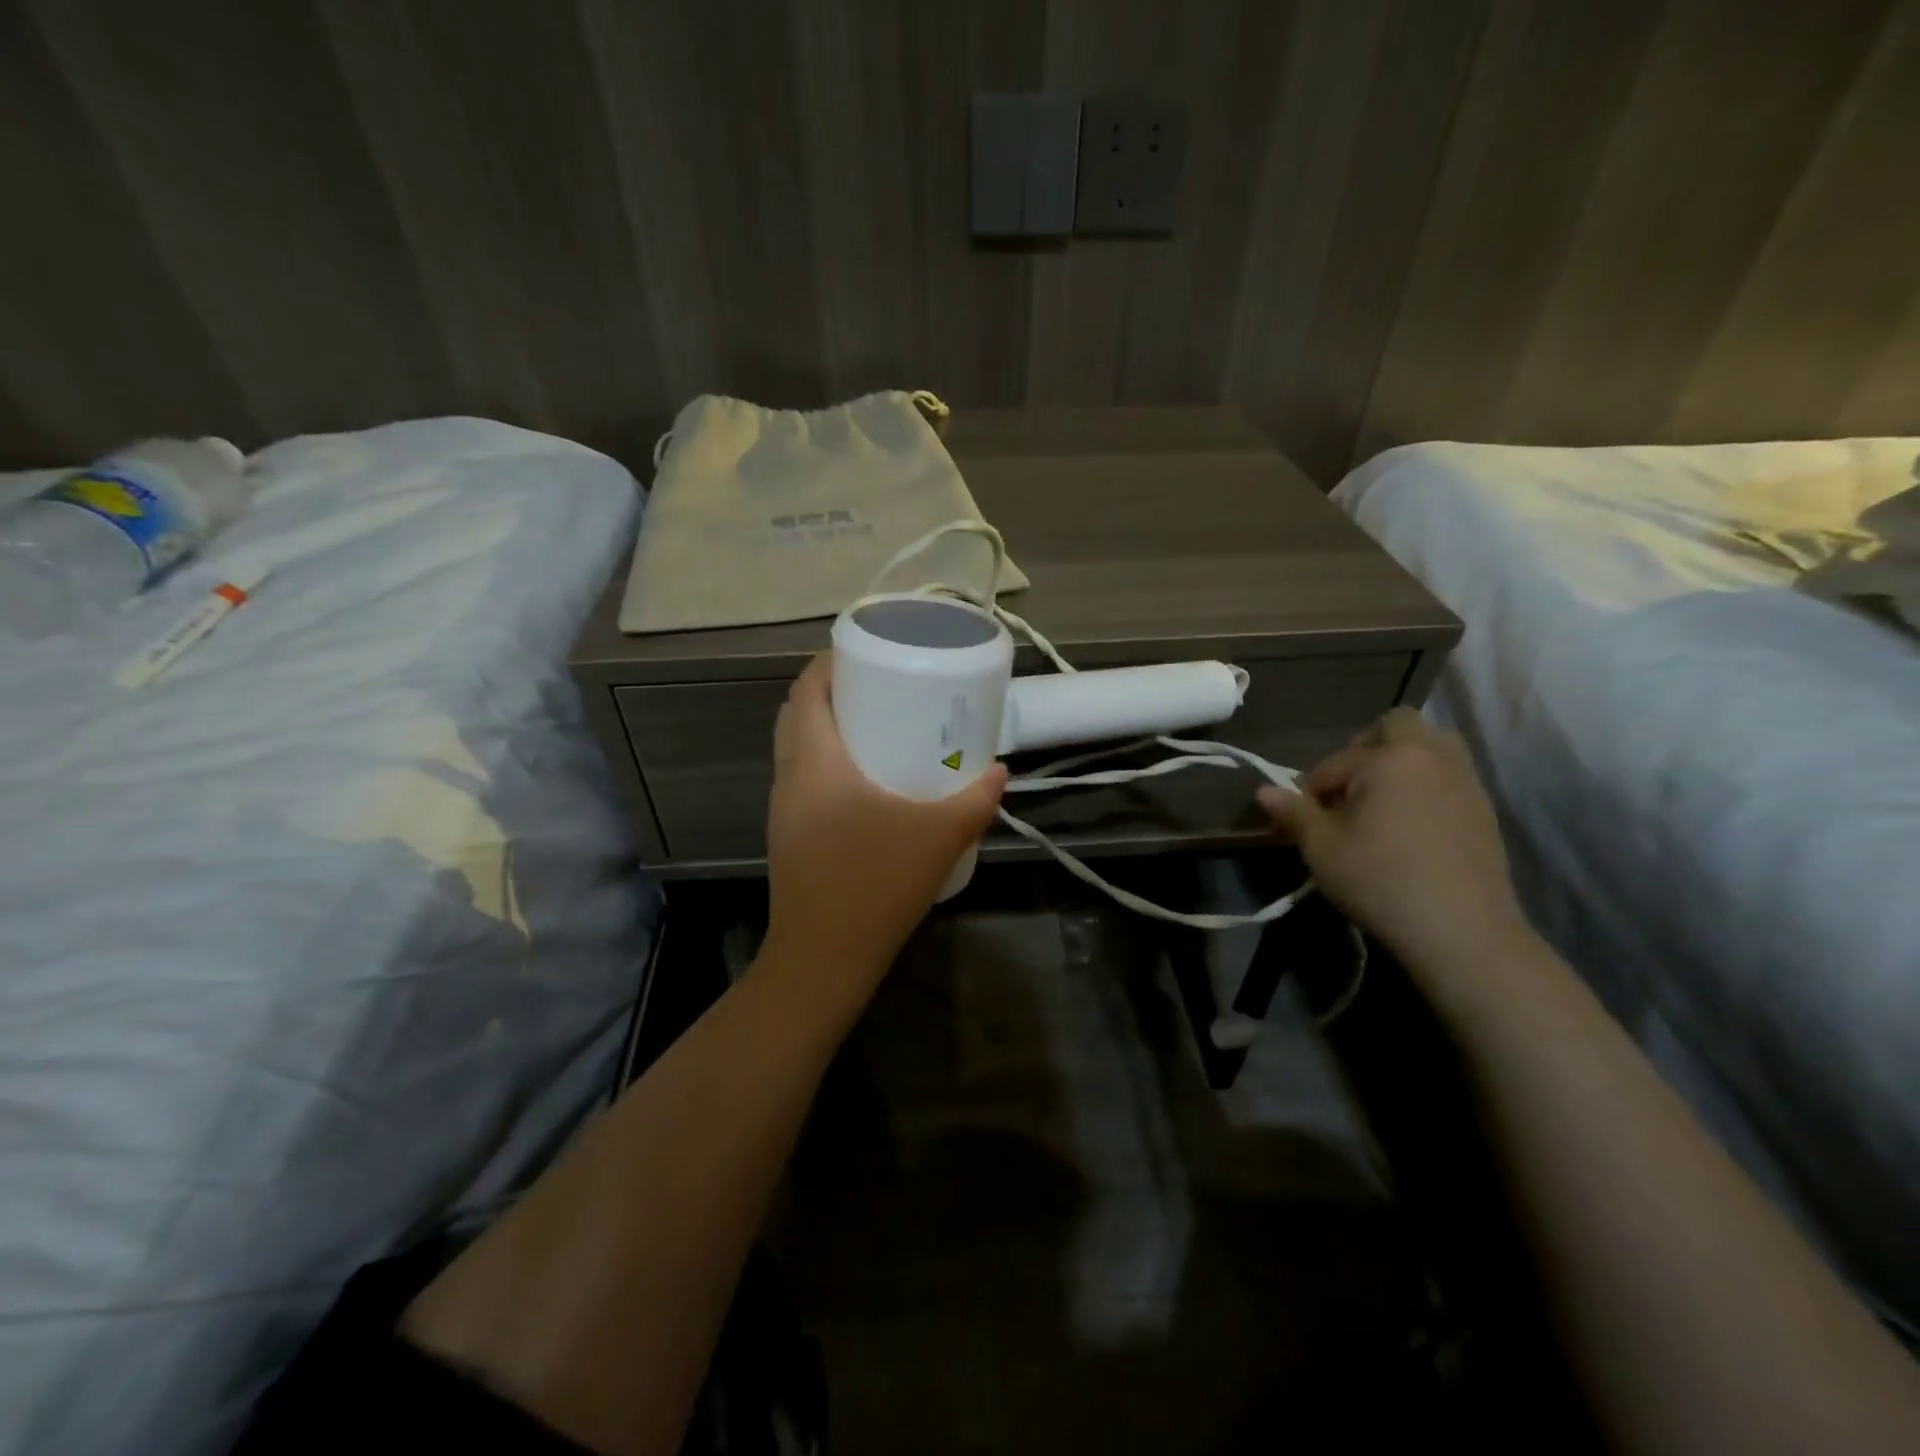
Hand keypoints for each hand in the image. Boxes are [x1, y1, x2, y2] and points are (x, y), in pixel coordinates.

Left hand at [762, 653, 1007, 991]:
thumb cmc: (875, 885)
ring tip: (873, 724)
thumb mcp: (939, 836)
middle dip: (830, 690)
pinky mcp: (789, 835)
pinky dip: (824, 760)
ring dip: (824, 726)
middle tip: (877, 685)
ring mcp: (783, 809)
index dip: (829, 662)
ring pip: (795, 747)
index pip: (805, 690)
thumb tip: (999, 772)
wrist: (823, 959)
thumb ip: (975, 799)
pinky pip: (801, 777)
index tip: (865, 651)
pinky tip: (864, 780)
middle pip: (796, 713)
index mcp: (814, 762)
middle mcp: (789, 777)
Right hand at [1257, 708, 1530, 976]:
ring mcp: (1465, 780)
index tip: (1300, 820)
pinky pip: (1448, 775)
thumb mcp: (1322, 848)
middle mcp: (1431, 756)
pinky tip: (1409, 825)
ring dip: (1402, 760)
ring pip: (1431, 746)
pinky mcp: (1484, 809)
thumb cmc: (1379, 880)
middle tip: (1348, 788)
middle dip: (1366, 748)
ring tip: (1380, 800)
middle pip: (1396, 726)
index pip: (1334, 763)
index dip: (1310, 790)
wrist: (1461, 930)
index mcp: (1388, 759)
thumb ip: (1294, 812)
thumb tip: (1263, 791)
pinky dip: (1425, 785)